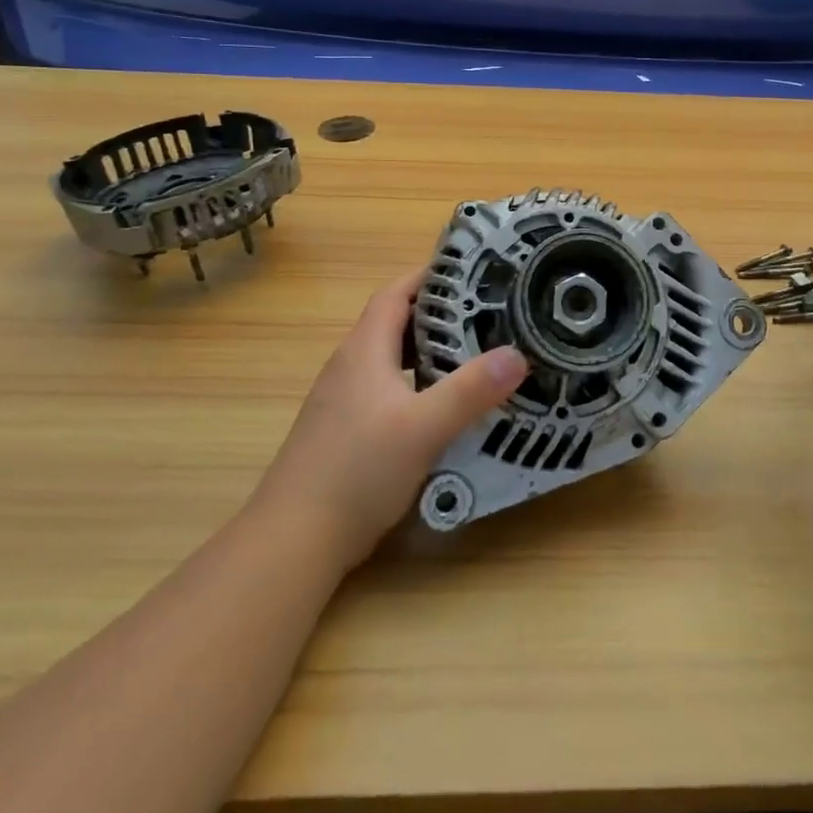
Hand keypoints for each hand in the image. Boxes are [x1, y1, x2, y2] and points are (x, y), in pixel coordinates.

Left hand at [253, 268, 528, 570]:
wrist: (293, 541)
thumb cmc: (357, 471)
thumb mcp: (423, 428)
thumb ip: (470, 390)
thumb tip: (518, 355)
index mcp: (364, 351)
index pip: (395, 293)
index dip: (429, 276)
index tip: (472, 272)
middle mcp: (350, 367)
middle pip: (395, 323)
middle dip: (439, 313)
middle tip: (488, 314)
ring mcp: (343, 401)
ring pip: (393, 360)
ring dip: (430, 351)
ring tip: (476, 354)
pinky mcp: (345, 431)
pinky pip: (389, 390)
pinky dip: (419, 384)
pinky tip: (443, 407)